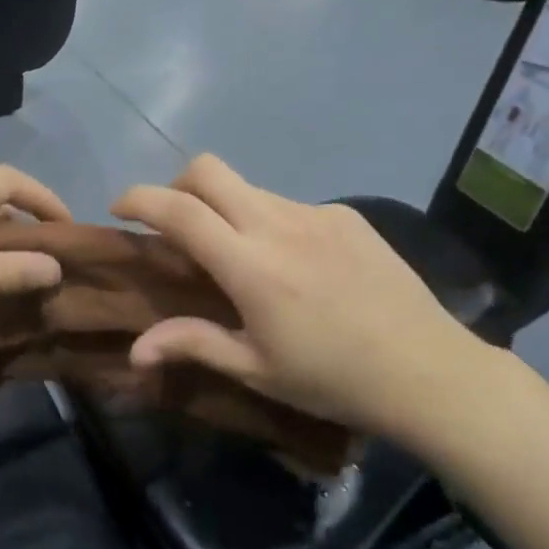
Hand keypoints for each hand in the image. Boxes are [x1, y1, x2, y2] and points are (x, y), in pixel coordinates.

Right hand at [112, 156, 491, 448]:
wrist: (430, 370)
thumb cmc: (334, 379)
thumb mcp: (257, 369)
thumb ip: (193, 344)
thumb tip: (134, 350)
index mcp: (250, 264)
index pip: (178, 210)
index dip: (139, 198)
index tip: (119, 208)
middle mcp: (277, 223)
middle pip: (208, 170)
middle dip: (177, 185)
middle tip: (177, 226)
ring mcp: (316, 213)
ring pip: (249, 188)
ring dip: (227, 209)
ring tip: (243, 259)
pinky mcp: (346, 215)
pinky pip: (290, 206)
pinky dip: (270, 223)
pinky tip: (297, 267)